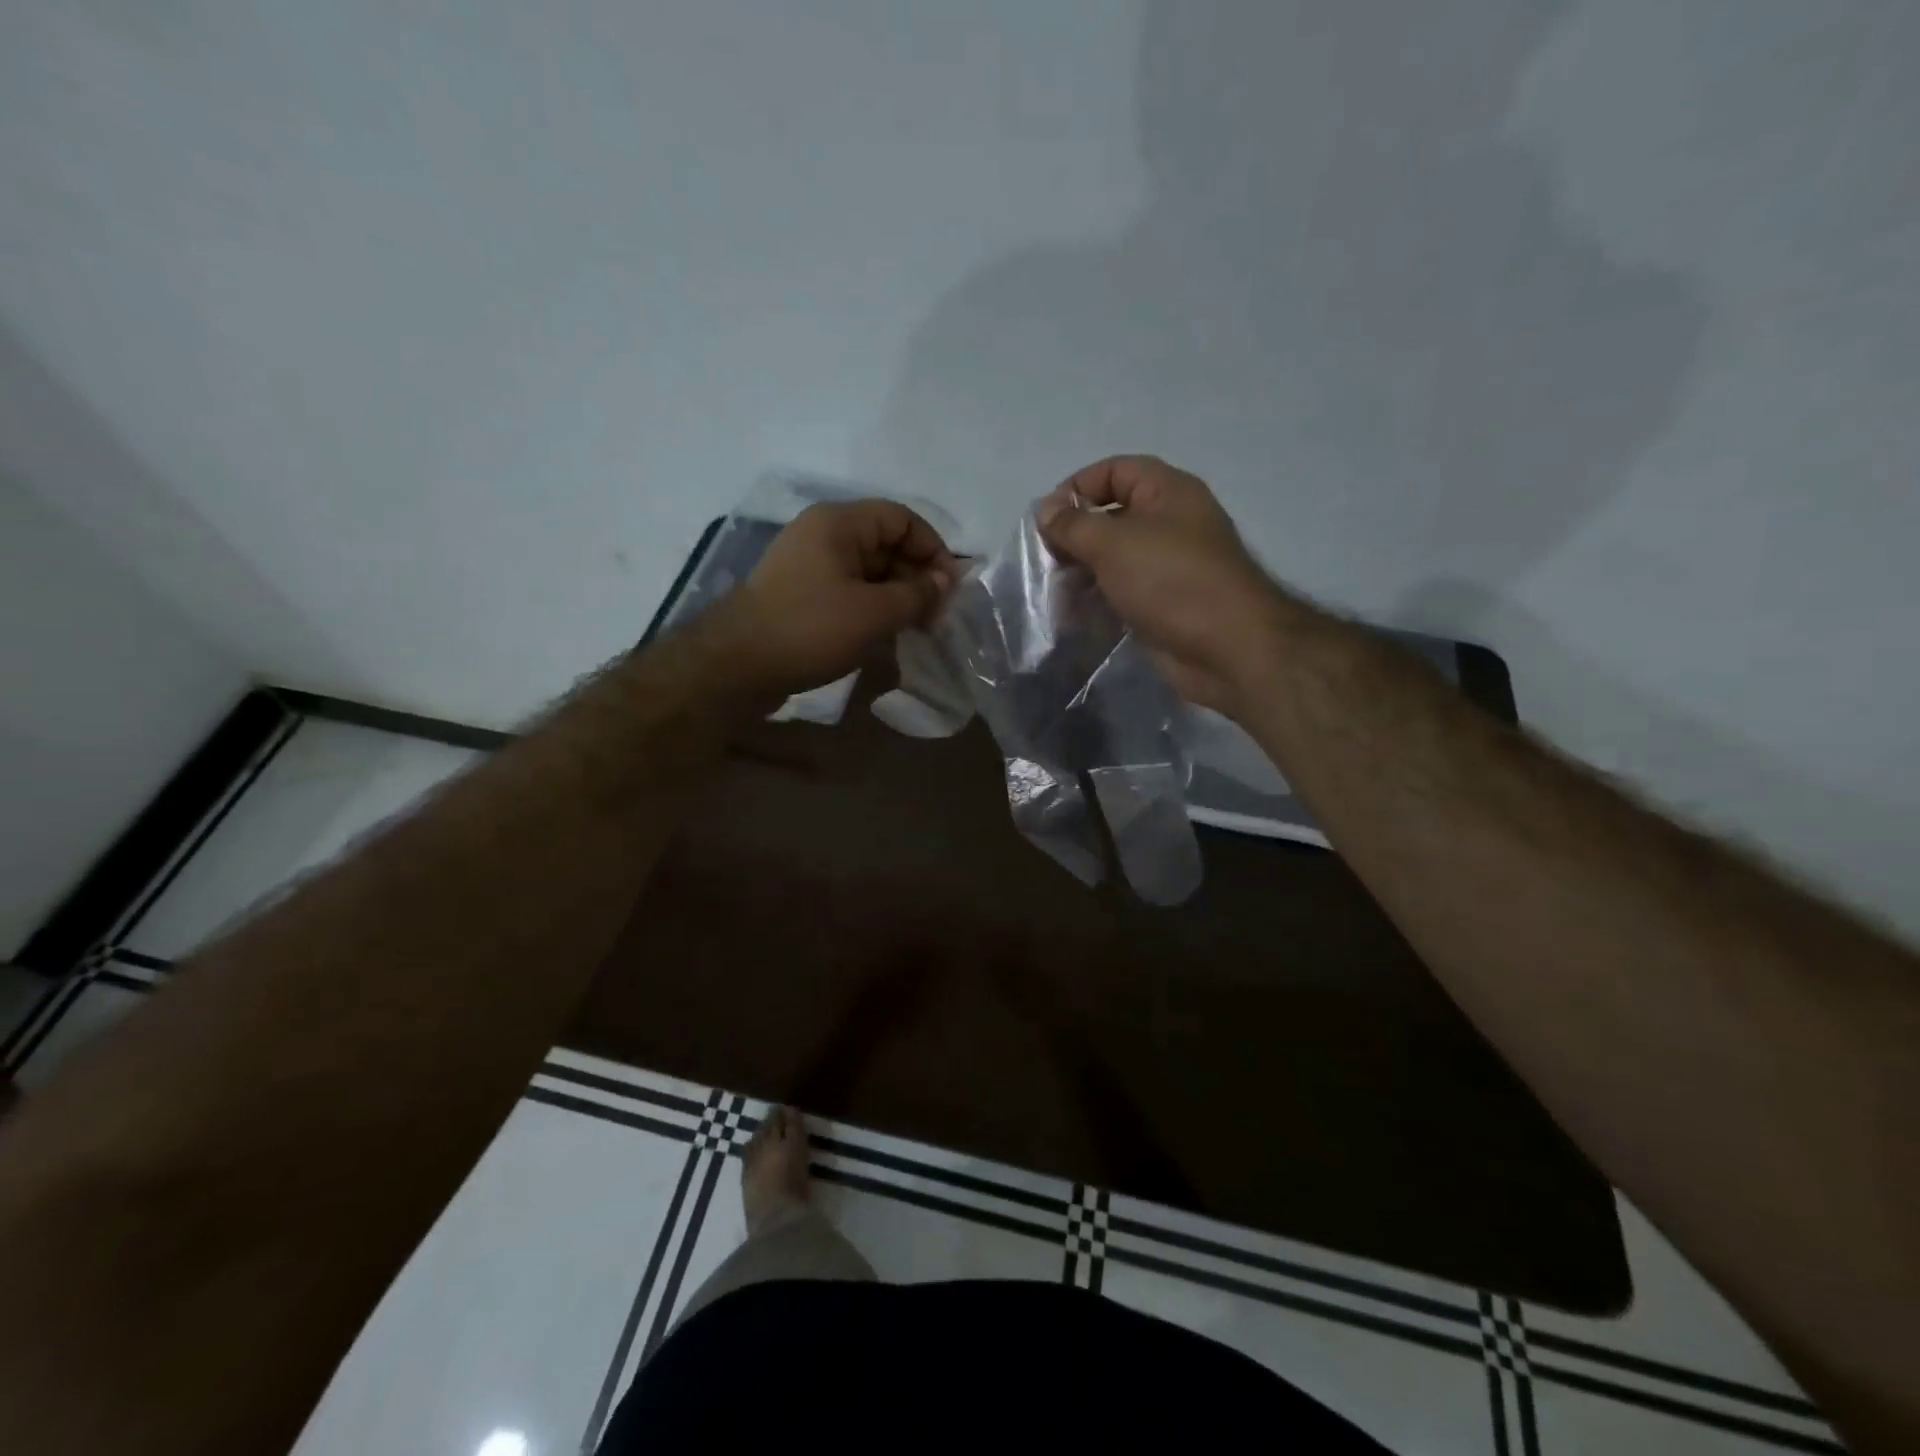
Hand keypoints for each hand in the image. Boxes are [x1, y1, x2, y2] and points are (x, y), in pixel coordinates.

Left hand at [713, 499, 955, 695]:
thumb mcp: (873, 612)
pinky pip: (850, 595)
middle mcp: (823, 537)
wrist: (736, 667)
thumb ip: (916, 594)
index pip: (900, 518)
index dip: (932, 547)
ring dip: (898, 598)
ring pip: (869, 573)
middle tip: (939, 616)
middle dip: (917, 577)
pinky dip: (874, 611)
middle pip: (885, 545)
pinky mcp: (803, 599)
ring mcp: (810, 569)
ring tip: (920, 630)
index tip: (951, 587)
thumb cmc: (809, 630)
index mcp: (837, 524)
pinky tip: (890, 638)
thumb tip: (945, 582)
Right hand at [1038, 456, 1285, 715]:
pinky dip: (1098, 598)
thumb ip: (1073, 525)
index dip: (1077, 487)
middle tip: (1046, 560)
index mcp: (1167, 492)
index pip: (1114, 471)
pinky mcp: (1164, 602)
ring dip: (1083, 570)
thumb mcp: (1113, 544)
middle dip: (1076, 535)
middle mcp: (1170, 522)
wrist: (1226, 647)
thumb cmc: (1171, 581)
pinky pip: (1123, 590)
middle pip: (1112, 515)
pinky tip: (1074, 613)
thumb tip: (1044, 509)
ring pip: (1115, 557)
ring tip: (1055, 590)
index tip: (1046, 521)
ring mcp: (1169, 565)